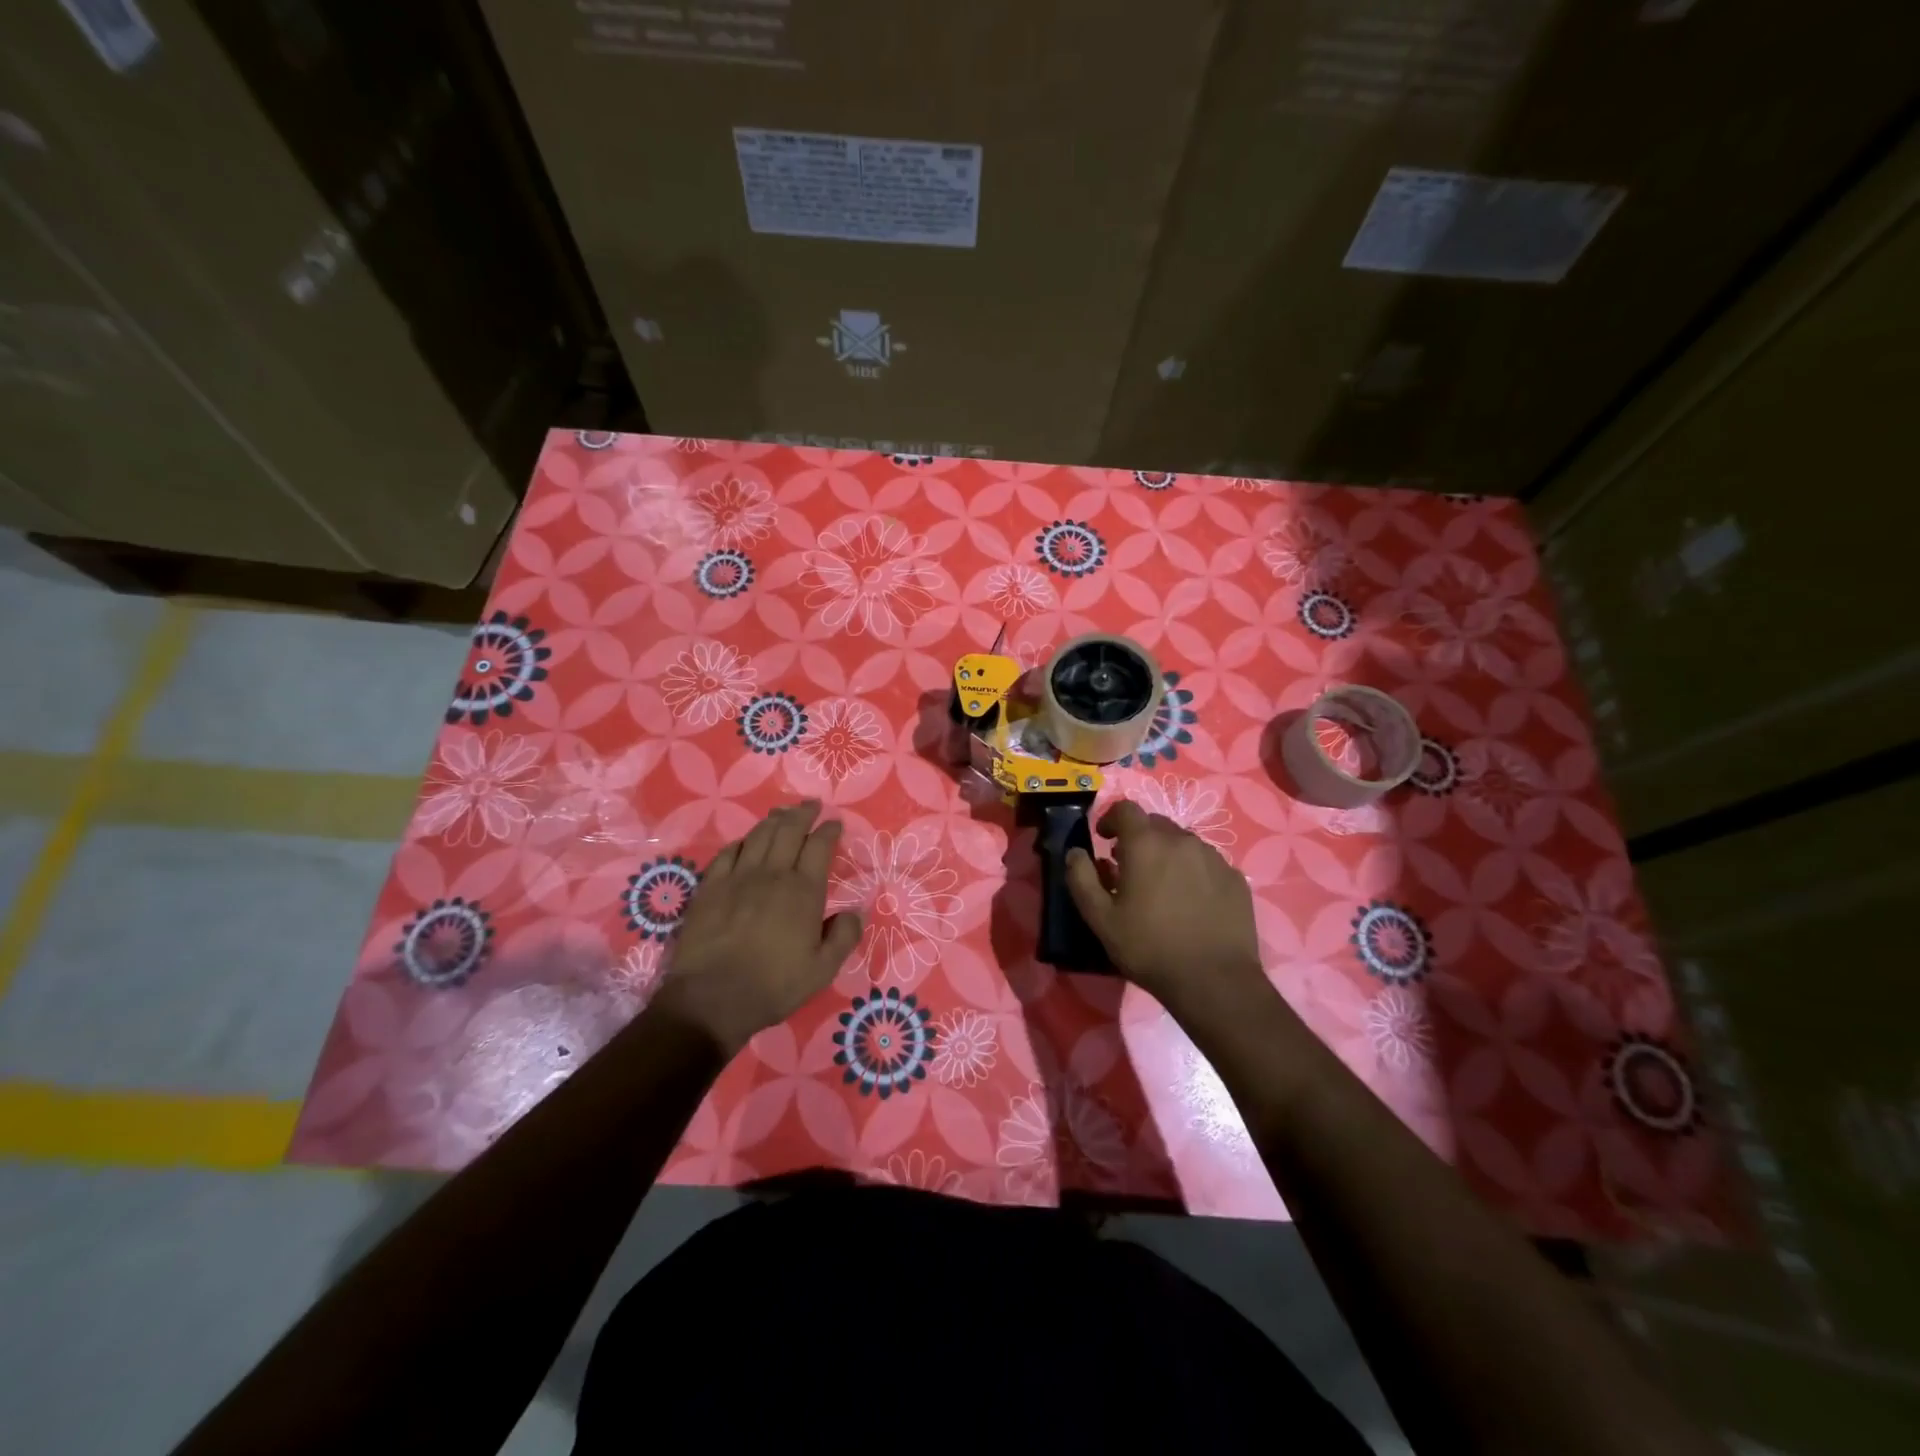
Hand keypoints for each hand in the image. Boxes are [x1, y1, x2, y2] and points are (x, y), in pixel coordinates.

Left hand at [652, 801, 861, 1054]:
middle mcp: (772, 874)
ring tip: (782, 814)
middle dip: (803, 813)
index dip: (828, 830)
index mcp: (803, 891)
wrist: (712, 998)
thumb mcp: (823, 970)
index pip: (819, 846)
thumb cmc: (774, 985)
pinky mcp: (710, 888)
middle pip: (789, 831)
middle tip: (811, 805)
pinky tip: (744, 842)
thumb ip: (844, 937)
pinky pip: (727, 853)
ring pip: (758, 836)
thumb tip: (856, 912)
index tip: (835, 822)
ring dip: (773, 821)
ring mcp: (737, 878)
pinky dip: (741, 842)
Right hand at [1064, 801, 1267, 1025]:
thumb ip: (1081, 878)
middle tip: (1129, 868)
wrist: (1214, 980)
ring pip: (1183, 843)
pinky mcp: (1235, 878)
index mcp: (1146, 844)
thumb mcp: (1100, 918)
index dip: (1111, 819)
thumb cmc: (1149, 947)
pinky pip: (1207, 863)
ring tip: (1161, 887)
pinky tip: (1190, 902)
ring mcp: (1214, 858)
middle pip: (1156, 823)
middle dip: (1139, 838)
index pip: (1126, 809)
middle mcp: (1182, 840)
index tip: (1104, 840)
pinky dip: (1193, 872)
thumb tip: (1075, 852)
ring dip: (1167, 854)